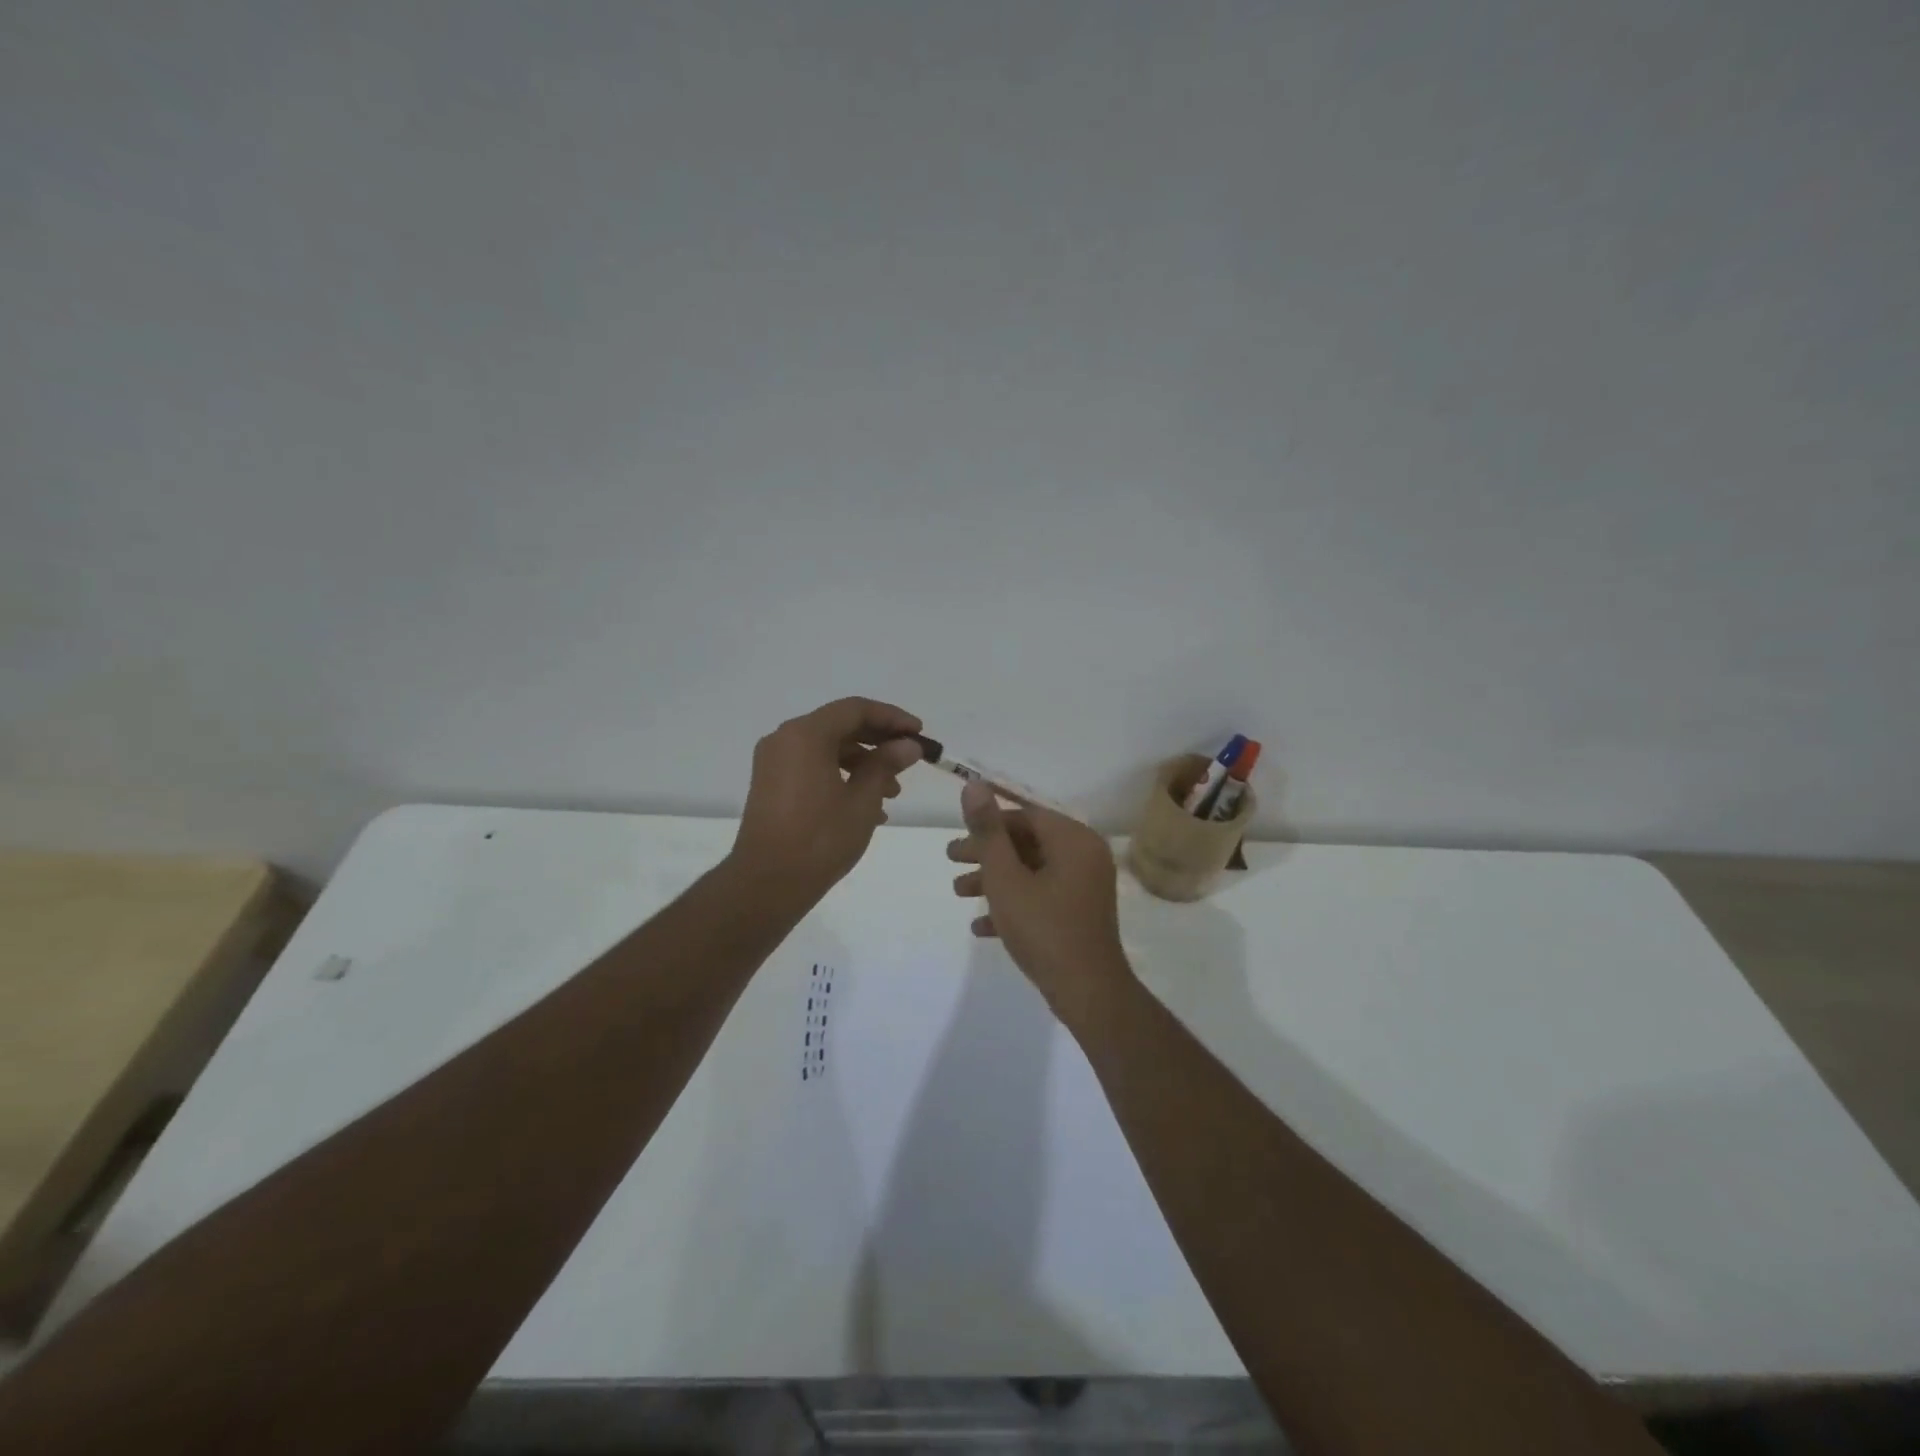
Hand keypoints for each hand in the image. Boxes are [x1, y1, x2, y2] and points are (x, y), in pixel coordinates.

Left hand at [730, 697, 923, 904]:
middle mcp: (785, 739)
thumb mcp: (862, 800)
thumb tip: (908, 746)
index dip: (892, 718)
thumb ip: (886, 765)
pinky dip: (841, 777)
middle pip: (840, 726)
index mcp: (805, 734)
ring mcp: (774, 762)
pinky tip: (867, 807)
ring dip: (863, 763)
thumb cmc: (820, 838)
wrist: (767, 883)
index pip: (855, 709)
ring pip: (827, 749)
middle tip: (910, 759)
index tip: (918, 733)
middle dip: (878, 741)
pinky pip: (813, 767)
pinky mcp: (771, 785)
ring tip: (893, 793)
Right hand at [947, 780, 1129, 1019]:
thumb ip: (988, 831)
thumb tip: (974, 785)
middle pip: (1027, 842)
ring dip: (994, 879)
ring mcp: (1085, 886)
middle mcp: (1084, 855)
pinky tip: (980, 926)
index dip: (989, 821)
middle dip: (986, 853)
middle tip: (950, 860)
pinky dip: (1014, 904)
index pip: (1026, 815)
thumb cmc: (1044, 928)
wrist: (1088, 993)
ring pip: (1032, 870)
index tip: (958, 834)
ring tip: (957, 892)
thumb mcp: (1006, 877)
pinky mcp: (1080, 912)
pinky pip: (1042, 896)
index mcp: (1073, 839)